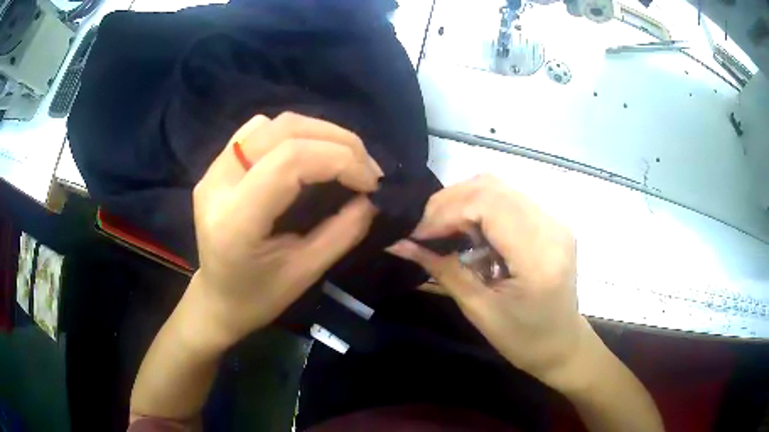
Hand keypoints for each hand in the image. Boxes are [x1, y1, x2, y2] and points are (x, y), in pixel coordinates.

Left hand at [190, 112, 381, 348]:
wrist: (217, 299)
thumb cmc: (258, 298)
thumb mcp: (305, 273)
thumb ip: (342, 232)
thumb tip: (372, 198)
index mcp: (235, 219)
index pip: (290, 161)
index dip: (340, 159)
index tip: (372, 181)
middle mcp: (218, 183)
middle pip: (283, 131)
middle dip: (337, 140)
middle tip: (367, 166)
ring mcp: (213, 170)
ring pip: (272, 124)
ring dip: (317, 132)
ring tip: (344, 157)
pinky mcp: (216, 166)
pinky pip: (257, 130)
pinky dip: (292, 134)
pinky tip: (306, 154)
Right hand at [388, 174, 589, 388]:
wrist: (562, 344)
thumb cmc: (524, 339)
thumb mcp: (480, 310)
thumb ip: (443, 270)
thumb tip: (400, 244)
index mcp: (539, 255)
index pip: (488, 205)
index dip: (446, 212)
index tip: (418, 235)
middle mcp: (551, 226)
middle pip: (492, 187)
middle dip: (449, 203)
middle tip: (424, 230)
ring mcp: (554, 220)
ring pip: (498, 187)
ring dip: (463, 202)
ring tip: (443, 230)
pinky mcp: (550, 222)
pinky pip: (508, 199)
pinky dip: (479, 208)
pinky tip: (468, 231)